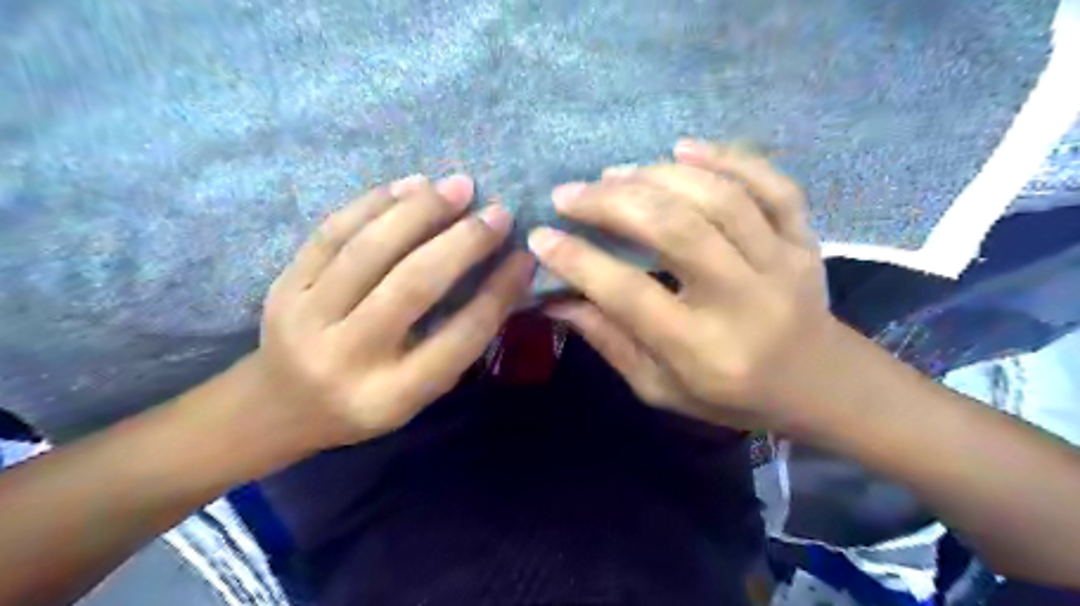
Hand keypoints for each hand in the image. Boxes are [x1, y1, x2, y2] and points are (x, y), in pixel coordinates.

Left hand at [246, 173, 531, 448]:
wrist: (281, 407)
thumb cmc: (366, 403)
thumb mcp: (420, 392)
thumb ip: (458, 341)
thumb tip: (504, 275)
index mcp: (391, 396)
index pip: (459, 337)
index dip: (498, 292)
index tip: (524, 257)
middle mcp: (347, 357)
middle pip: (413, 286)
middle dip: (463, 243)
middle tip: (497, 213)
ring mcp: (306, 318)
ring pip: (370, 250)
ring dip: (420, 211)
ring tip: (459, 187)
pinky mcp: (283, 287)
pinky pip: (332, 233)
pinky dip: (375, 203)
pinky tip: (411, 185)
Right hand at [533, 138, 833, 428]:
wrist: (821, 385)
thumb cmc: (731, 397)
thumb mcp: (661, 388)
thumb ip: (610, 341)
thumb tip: (556, 299)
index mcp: (704, 351)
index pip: (630, 294)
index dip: (579, 261)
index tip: (541, 237)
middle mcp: (745, 301)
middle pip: (676, 231)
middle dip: (612, 204)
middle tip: (570, 193)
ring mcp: (784, 263)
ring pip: (719, 199)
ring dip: (657, 177)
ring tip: (614, 173)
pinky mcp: (806, 240)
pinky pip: (773, 185)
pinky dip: (727, 157)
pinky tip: (683, 148)